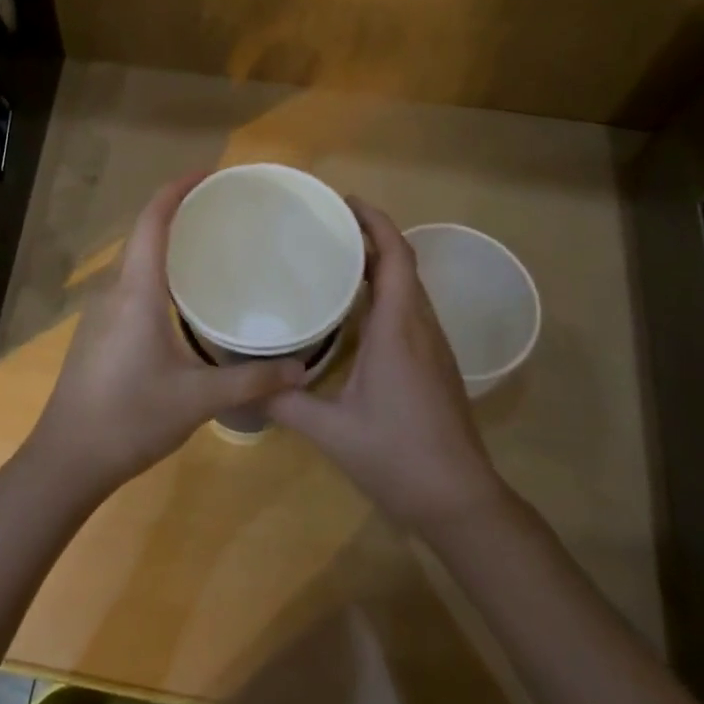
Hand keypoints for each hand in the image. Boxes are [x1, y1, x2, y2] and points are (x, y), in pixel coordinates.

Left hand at [22, 174, 303, 502]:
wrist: (66, 459)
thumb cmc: (130, 419)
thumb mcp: (198, 399)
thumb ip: (251, 380)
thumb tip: (301, 369)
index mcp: (136, 292)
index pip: (151, 222)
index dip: (176, 191)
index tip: (207, 175)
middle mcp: (114, 292)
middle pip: (142, 235)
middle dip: (177, 213)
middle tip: (222, 211)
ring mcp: (101, 313)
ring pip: (135, 261)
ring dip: (165, 243)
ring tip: (209, 246)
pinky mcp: (98, 333)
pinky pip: (130, 285)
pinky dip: (157, 272)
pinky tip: (183, 297)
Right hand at [269, 197, 508, 531]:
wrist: (460, 500)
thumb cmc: (398, 458)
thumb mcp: (332, 432)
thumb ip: (285, 403)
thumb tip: (244, 383)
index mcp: (399, 330)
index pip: (396, 258)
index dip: (376, 223)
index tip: (346, 202)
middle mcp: (421, 328)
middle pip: (404, 265)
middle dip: (372, 237)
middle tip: (329, 227)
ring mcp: (434, 347)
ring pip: (410, 288)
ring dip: (382, 264)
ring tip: (338, 258)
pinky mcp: (436, 365)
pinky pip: (413, 310)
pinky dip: (388, 292)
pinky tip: (359, 311)